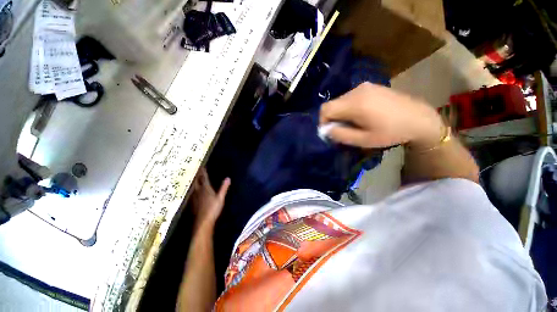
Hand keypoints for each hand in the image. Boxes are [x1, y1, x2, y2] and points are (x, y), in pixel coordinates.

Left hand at [191, 168, 230, 230]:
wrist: (203, 222)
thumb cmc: (213, 209)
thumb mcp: (221, 198)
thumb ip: (224, 188)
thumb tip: (228, 178)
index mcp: (206, 189)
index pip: (204, 178)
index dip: (203, 172)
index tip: (201, 165)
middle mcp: (198, 191)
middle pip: (196, 181)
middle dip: (197, 175)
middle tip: (196, 169)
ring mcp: (194, 197)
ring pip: (193, 186)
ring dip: (194, 181)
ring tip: (193, 177)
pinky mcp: (193, 202)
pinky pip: (192, 192)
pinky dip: (193, 188)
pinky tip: (192, 190)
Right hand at [319, 83, 444, 148]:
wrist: (420, 118)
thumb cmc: (392, 132)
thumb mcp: (364, 140)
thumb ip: (341, 134)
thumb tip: (326, 130)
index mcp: (355, 103)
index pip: (325, 109)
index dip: (322, 121)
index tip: (330, 132)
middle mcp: (357, 90)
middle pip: (332, 104)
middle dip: (332, 118)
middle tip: (343, 130)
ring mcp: (365, 86)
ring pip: (341, 101)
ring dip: (341, 113)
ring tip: (354, 124)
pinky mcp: (370, 86)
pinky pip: (350, 97)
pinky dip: (349, 108)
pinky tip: (361, 115)